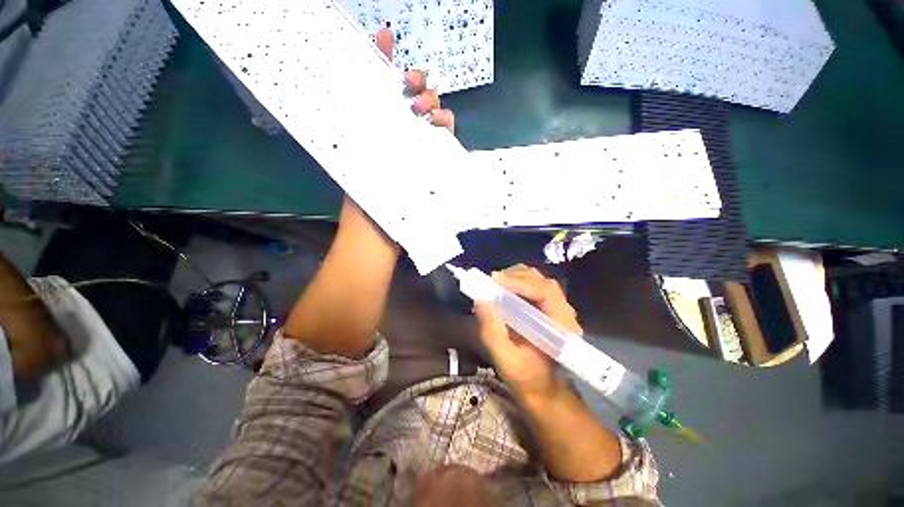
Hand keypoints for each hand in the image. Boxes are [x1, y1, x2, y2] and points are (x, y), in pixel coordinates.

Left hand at [340, 28, 454, 223]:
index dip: (381, 59)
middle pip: (409, 100)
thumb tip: (359, 84)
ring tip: (430, 110)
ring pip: (429, 118)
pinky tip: (444, 124)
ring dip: (432, 104)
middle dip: (415, 84)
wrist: (379, 235)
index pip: (377, 88)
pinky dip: (444, 127)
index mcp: (373, 130)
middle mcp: (394, 136)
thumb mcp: (354, 157)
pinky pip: (440, 142)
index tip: (384, 36)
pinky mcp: (430, 166)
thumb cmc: (363, 198)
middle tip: (414, 85)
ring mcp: (415, 151)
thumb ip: (360, 123)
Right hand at [474, 265, 582, 398]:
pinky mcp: (547, 306)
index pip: (546, 292)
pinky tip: (502, 289)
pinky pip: (532, 285)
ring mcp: (557, 307)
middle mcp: (564, 313)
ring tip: (494, 285)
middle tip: (490, 282)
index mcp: (561, 328)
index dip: (521, 282)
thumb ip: (493, 333)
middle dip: (515, 277)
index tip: (495, 280)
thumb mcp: (505, 360)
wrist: (540, 386)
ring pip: (537, 280)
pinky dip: (515, 281)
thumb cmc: (526, 377)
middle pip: (542, 282)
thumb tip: (480, 301)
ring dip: (514, 277)